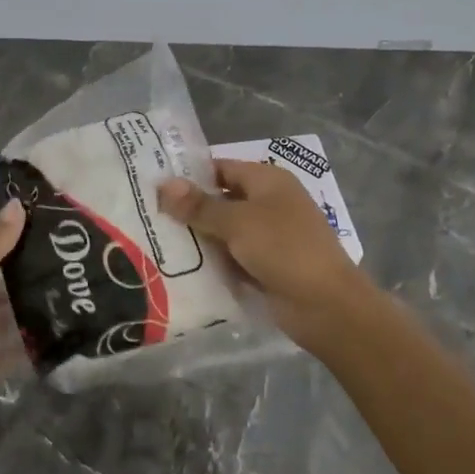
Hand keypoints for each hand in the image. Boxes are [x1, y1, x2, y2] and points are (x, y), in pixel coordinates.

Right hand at [160, 160, 373, 345]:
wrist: (326, 305)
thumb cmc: (283, 249)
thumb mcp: (236, 222)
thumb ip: (199, 205)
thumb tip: (164, 184)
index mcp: (268, 181)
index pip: (222, 168)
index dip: (190, 175)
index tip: (154, 186)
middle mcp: (269, 203)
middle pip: (222, 200)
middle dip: (190, 209)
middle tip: (148, 217)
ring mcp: (269, 237)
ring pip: (225, 232)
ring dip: (199, 238)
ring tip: (155, 242)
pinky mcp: (266, 266)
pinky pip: (233, 258)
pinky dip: (214, 262)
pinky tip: (181, 268)